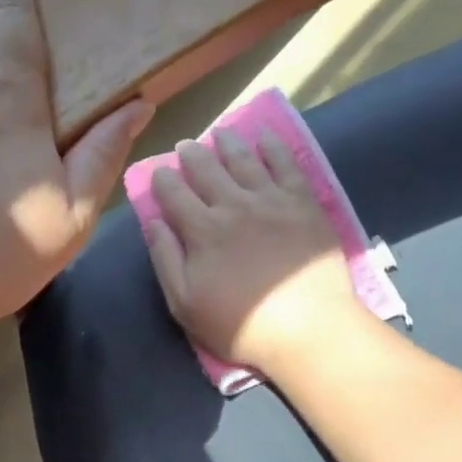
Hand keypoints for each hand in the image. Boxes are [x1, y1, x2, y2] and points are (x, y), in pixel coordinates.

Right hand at [143, 131, 362, 377]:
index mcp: (201, 230)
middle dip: (191, 154)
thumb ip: (166, 260)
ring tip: (220, 133)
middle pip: (206, 169)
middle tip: (186, 146)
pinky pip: (286, 164)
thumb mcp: (185, 304)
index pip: (173, 193)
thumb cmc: (241, 325)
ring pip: (243, 160)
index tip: (159, 173)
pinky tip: (265, 136)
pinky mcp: (302, 202)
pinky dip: (273, 146)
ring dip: (227, 143)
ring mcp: (270, 200)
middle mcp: (233, 205)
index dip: (162, 179)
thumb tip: (153, 222)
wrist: (309, 329)